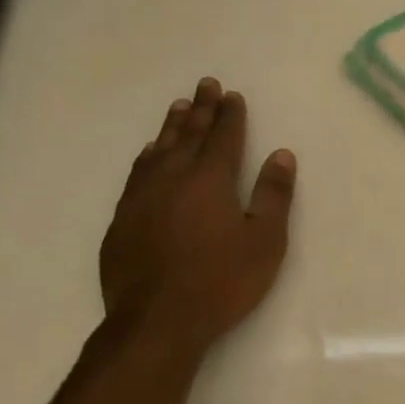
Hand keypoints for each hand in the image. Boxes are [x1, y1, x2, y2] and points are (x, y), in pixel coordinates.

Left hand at [100, 77, 295, 353]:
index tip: (232, 95)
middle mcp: (172, 177)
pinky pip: (138, 172)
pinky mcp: (123, 218)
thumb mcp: (264, 241)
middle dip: (201, 109)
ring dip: (172, 126)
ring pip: (159, 149)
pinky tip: (150, 154)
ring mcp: (142, 196)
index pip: (223, 137)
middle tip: (206, 85)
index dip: (230, 115)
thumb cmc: (222, 281)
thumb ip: (273, 196)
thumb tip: (281, 155)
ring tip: (179, 108)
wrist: (157, 319)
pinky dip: (148, 155)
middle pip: (188, 134)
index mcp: (210, 180)